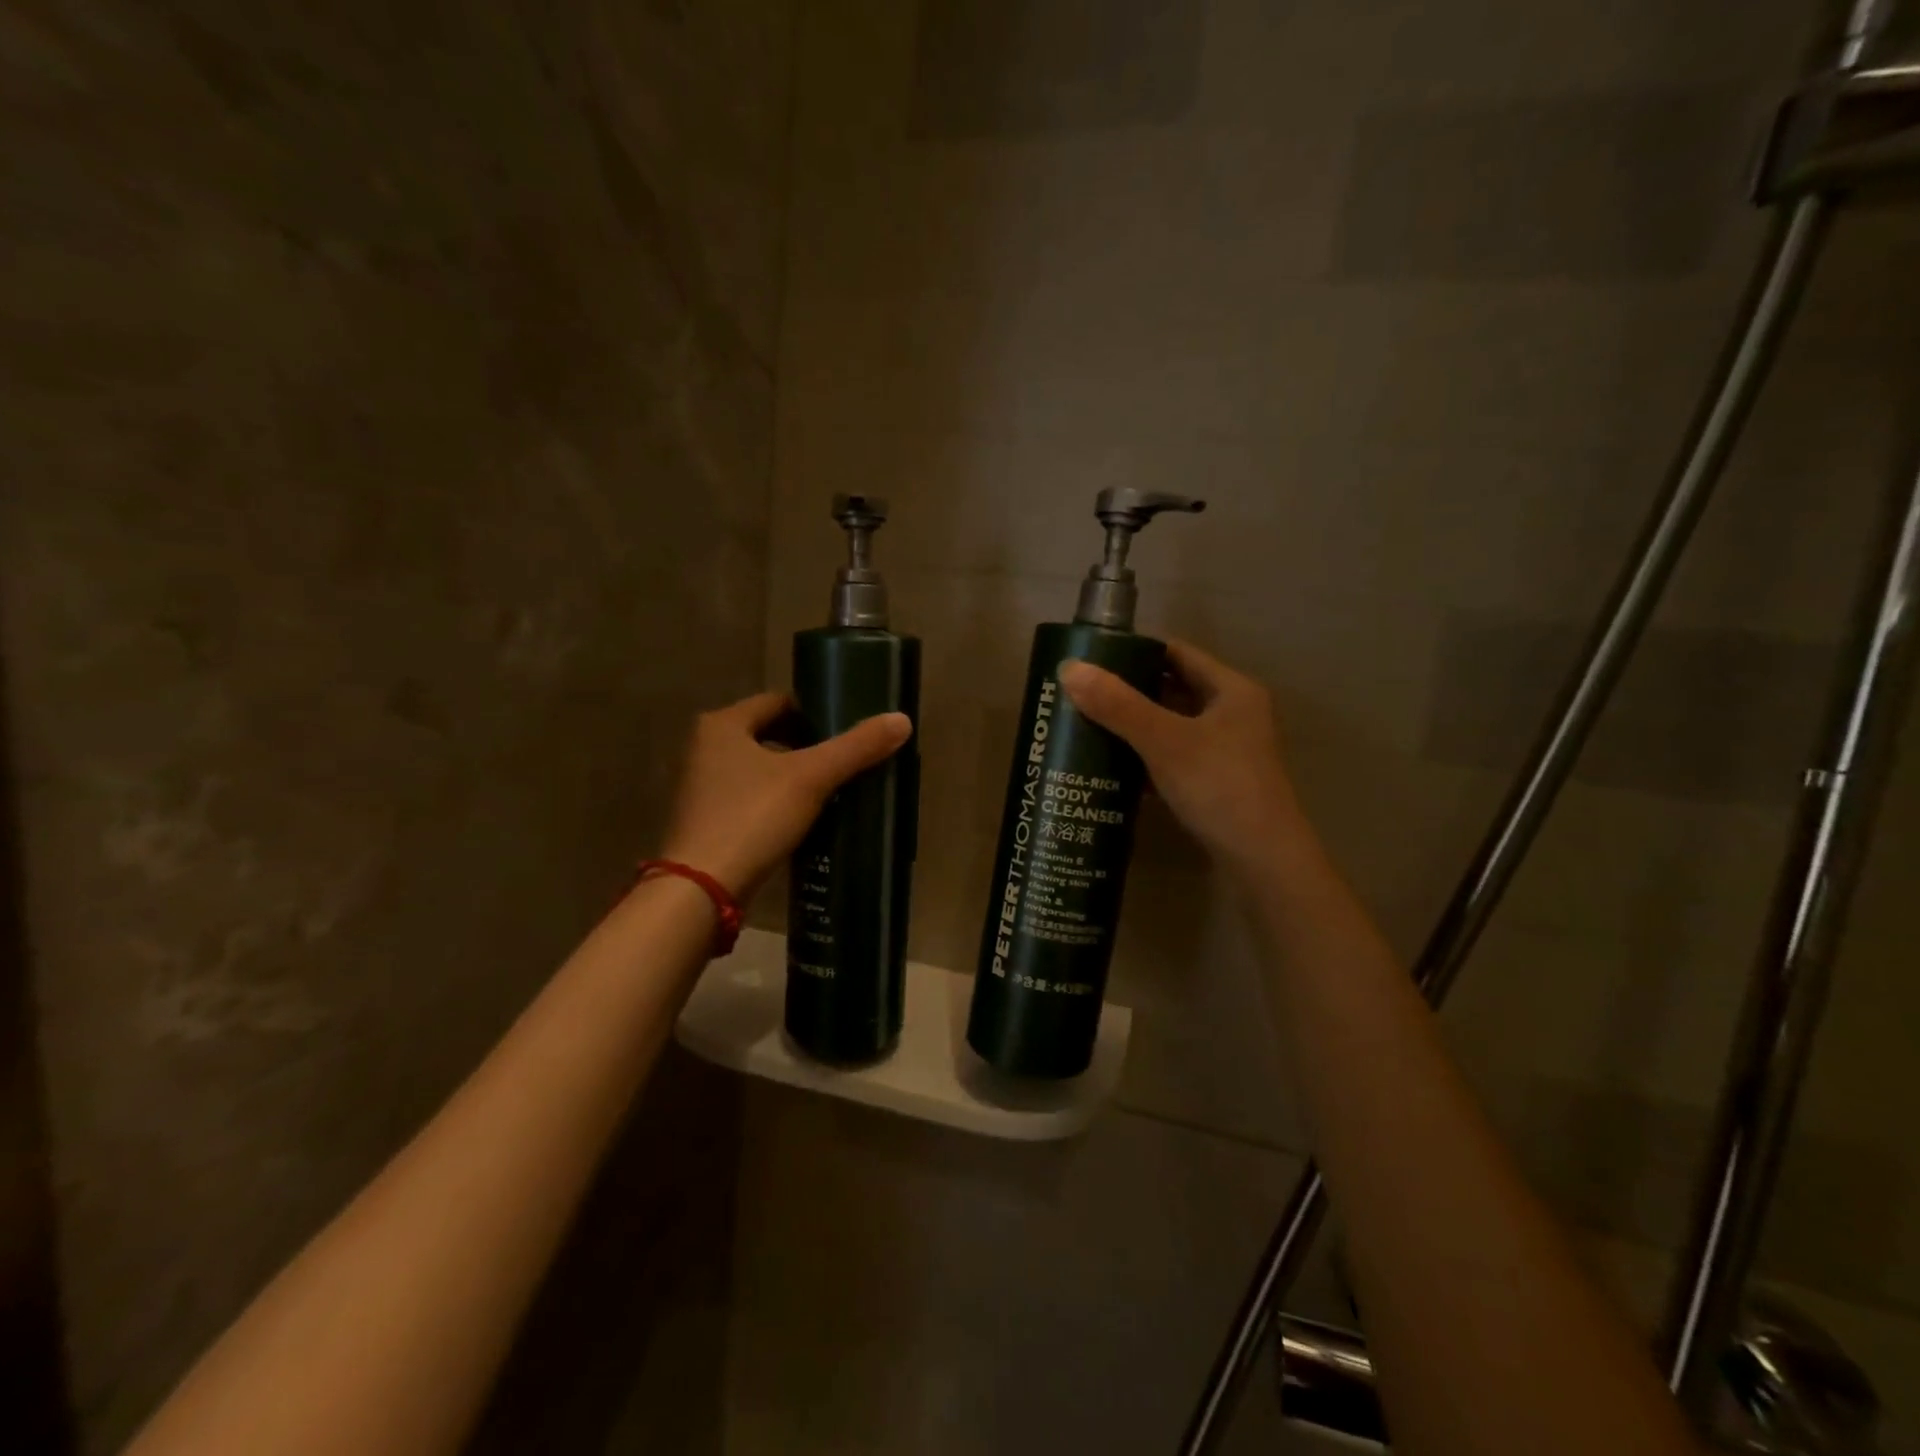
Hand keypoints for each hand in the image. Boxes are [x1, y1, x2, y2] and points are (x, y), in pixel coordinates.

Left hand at [661, 693, 912, 898]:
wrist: (702, 890)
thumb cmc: (752, 818)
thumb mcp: (812, 779)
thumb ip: (856, 748)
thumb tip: (902, 720)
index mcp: (722, 725)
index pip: (778, 702)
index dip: (815, 714)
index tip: (847, 734)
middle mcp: (703, 748)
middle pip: (768, 735)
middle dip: (806, 748)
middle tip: (844, 764)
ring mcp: (700, 788)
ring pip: (758, 770)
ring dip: (791, 777)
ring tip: (830, 793)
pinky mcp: (705, 822)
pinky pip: (749, 799)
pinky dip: (775, 804)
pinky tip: (802, 822)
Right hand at [1059, 641, 1311, 875]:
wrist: (1262, 861)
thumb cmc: (1219, 787)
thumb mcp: (1164, 741)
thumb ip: (1117, 705)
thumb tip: (1069, 668)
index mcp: (1232, 690)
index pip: (1177, 652)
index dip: (1136, 650)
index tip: (1093, 657)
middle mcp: (1233, 713)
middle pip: (1173, 689)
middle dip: (1128, 691)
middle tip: (1082, 693)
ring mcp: (1226, 750)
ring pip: (1171, 726)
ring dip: (1134, 726)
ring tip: (1087, 725)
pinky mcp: (1216, 782)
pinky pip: (1172, 757)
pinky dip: (1145, 757)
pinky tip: (1111, 765)